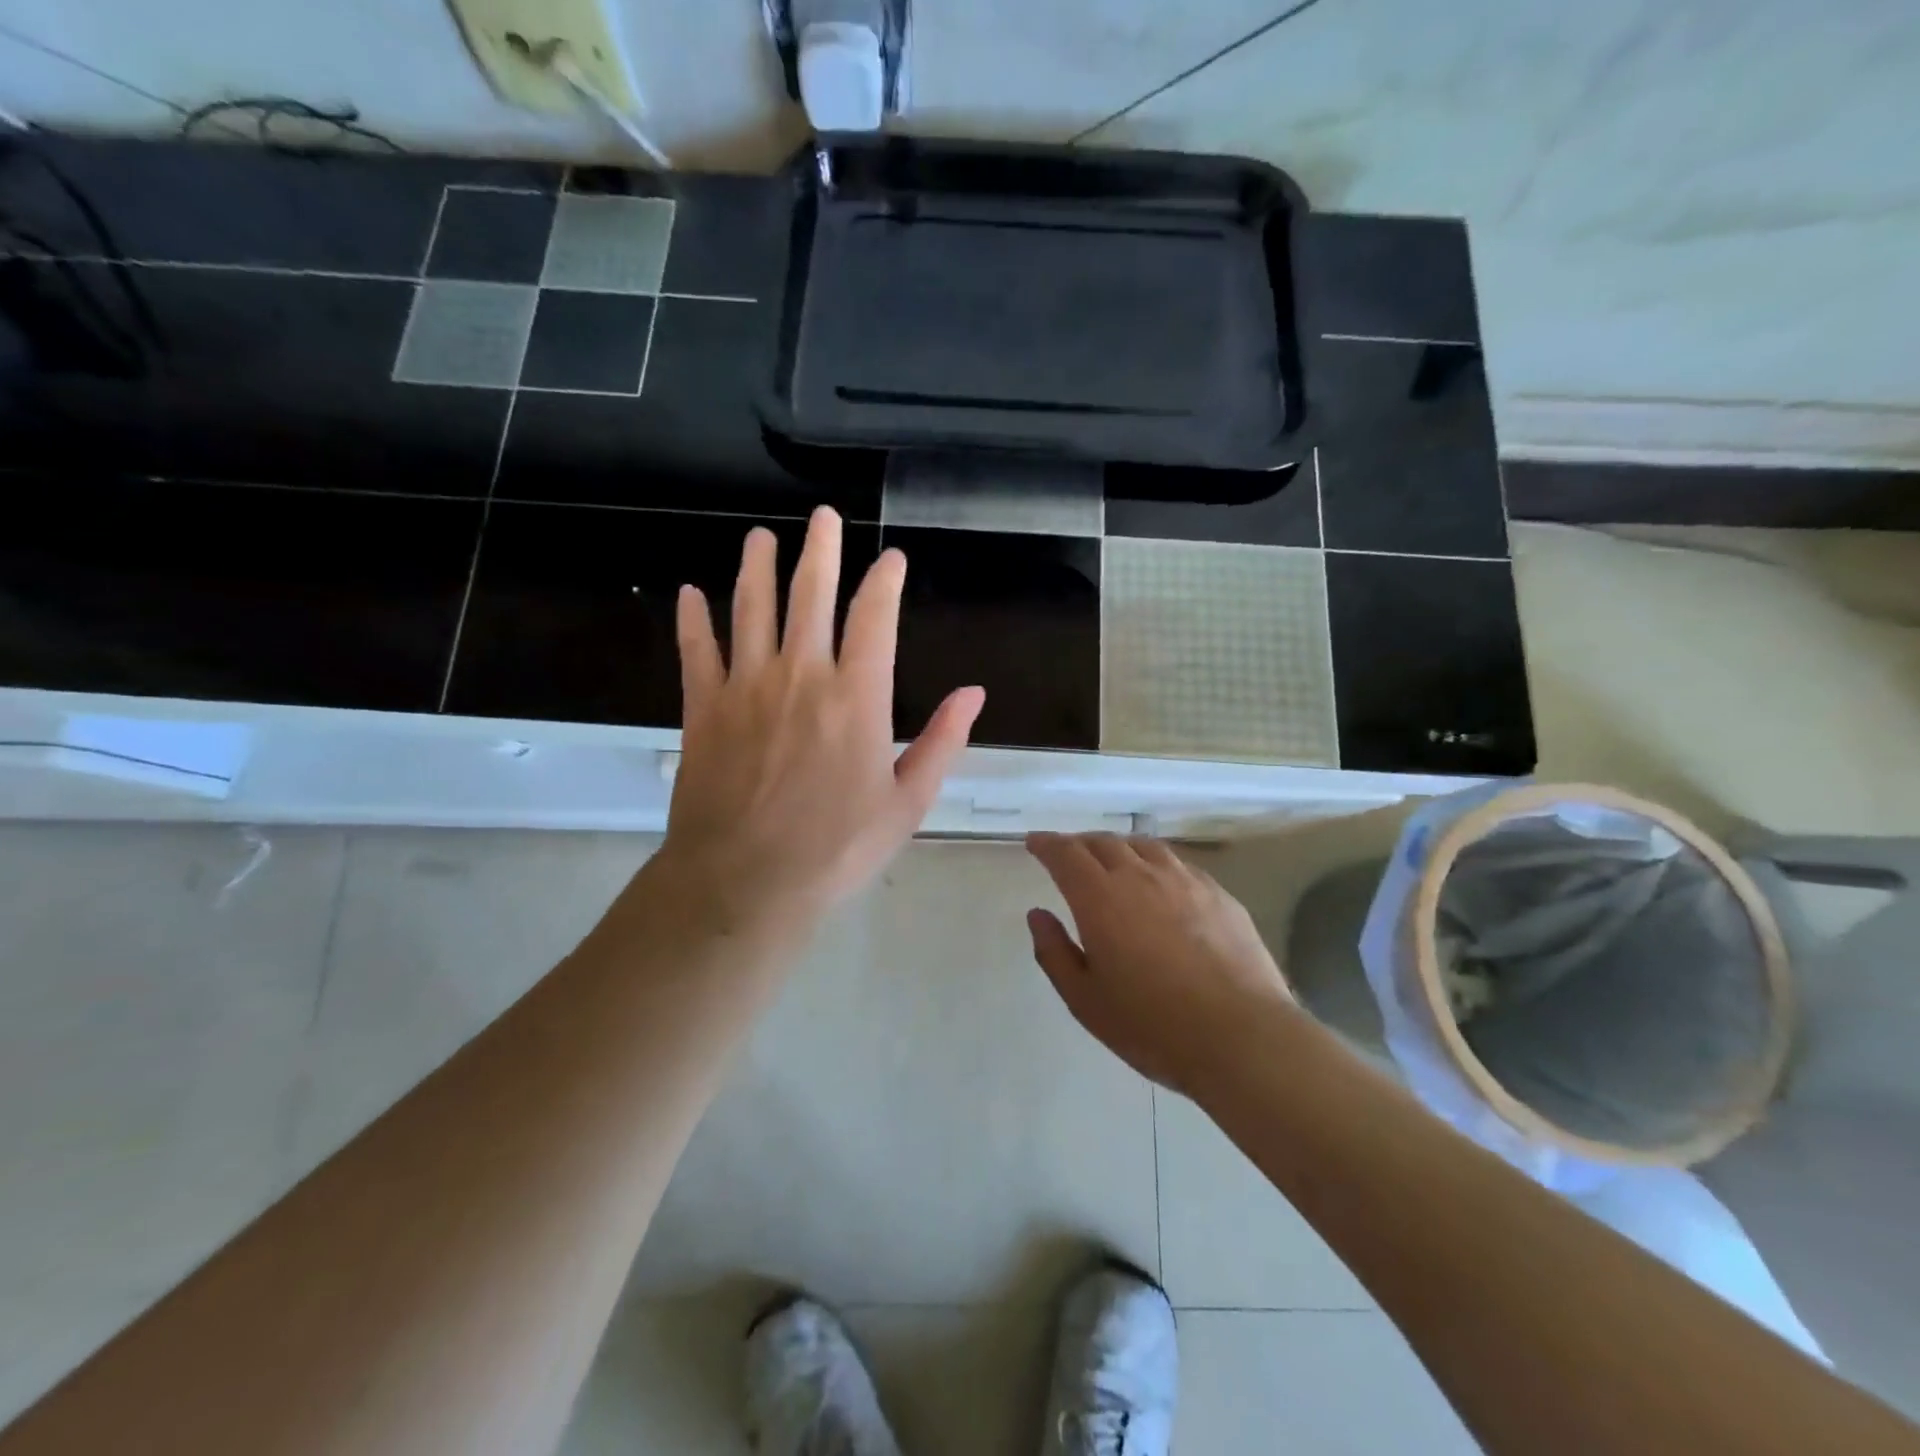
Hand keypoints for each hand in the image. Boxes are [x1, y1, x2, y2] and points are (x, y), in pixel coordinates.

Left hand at [654, 507, 984, 942]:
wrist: (745, 883)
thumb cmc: (836, 849)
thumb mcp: (907, 803)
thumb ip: (942, 742)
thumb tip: (974, 693)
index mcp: (857, 697)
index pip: (874, 618)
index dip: (885, 581)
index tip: (891, 559)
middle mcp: (802, 675)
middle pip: (811, 594)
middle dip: (821, 549)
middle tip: (824, 516)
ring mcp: (747, 687)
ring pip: (751, 608)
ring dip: (757, 568)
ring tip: (760, 537)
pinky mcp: (703, 707)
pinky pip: (697, 650)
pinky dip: (694, 618)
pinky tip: (689, 593)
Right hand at [1026, 833, 1295, 1093]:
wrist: (1241, 1036)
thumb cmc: (1152, 1025)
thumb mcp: (1085, 1000)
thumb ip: (1054, 952)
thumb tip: (1038, 914)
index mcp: (1100, 898)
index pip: (1065, 854)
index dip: (1047, 844)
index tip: (1035, 843)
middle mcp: (1140, 876)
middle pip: (1103, 843)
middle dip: (1079, 844)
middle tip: (1069, 855)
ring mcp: (1184, 881)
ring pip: (1143, 846)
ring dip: (1118, 847)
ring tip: (1112, 860)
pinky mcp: (1219, 894)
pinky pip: (1177, 864)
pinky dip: (1155, 863)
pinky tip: (1160, 882)